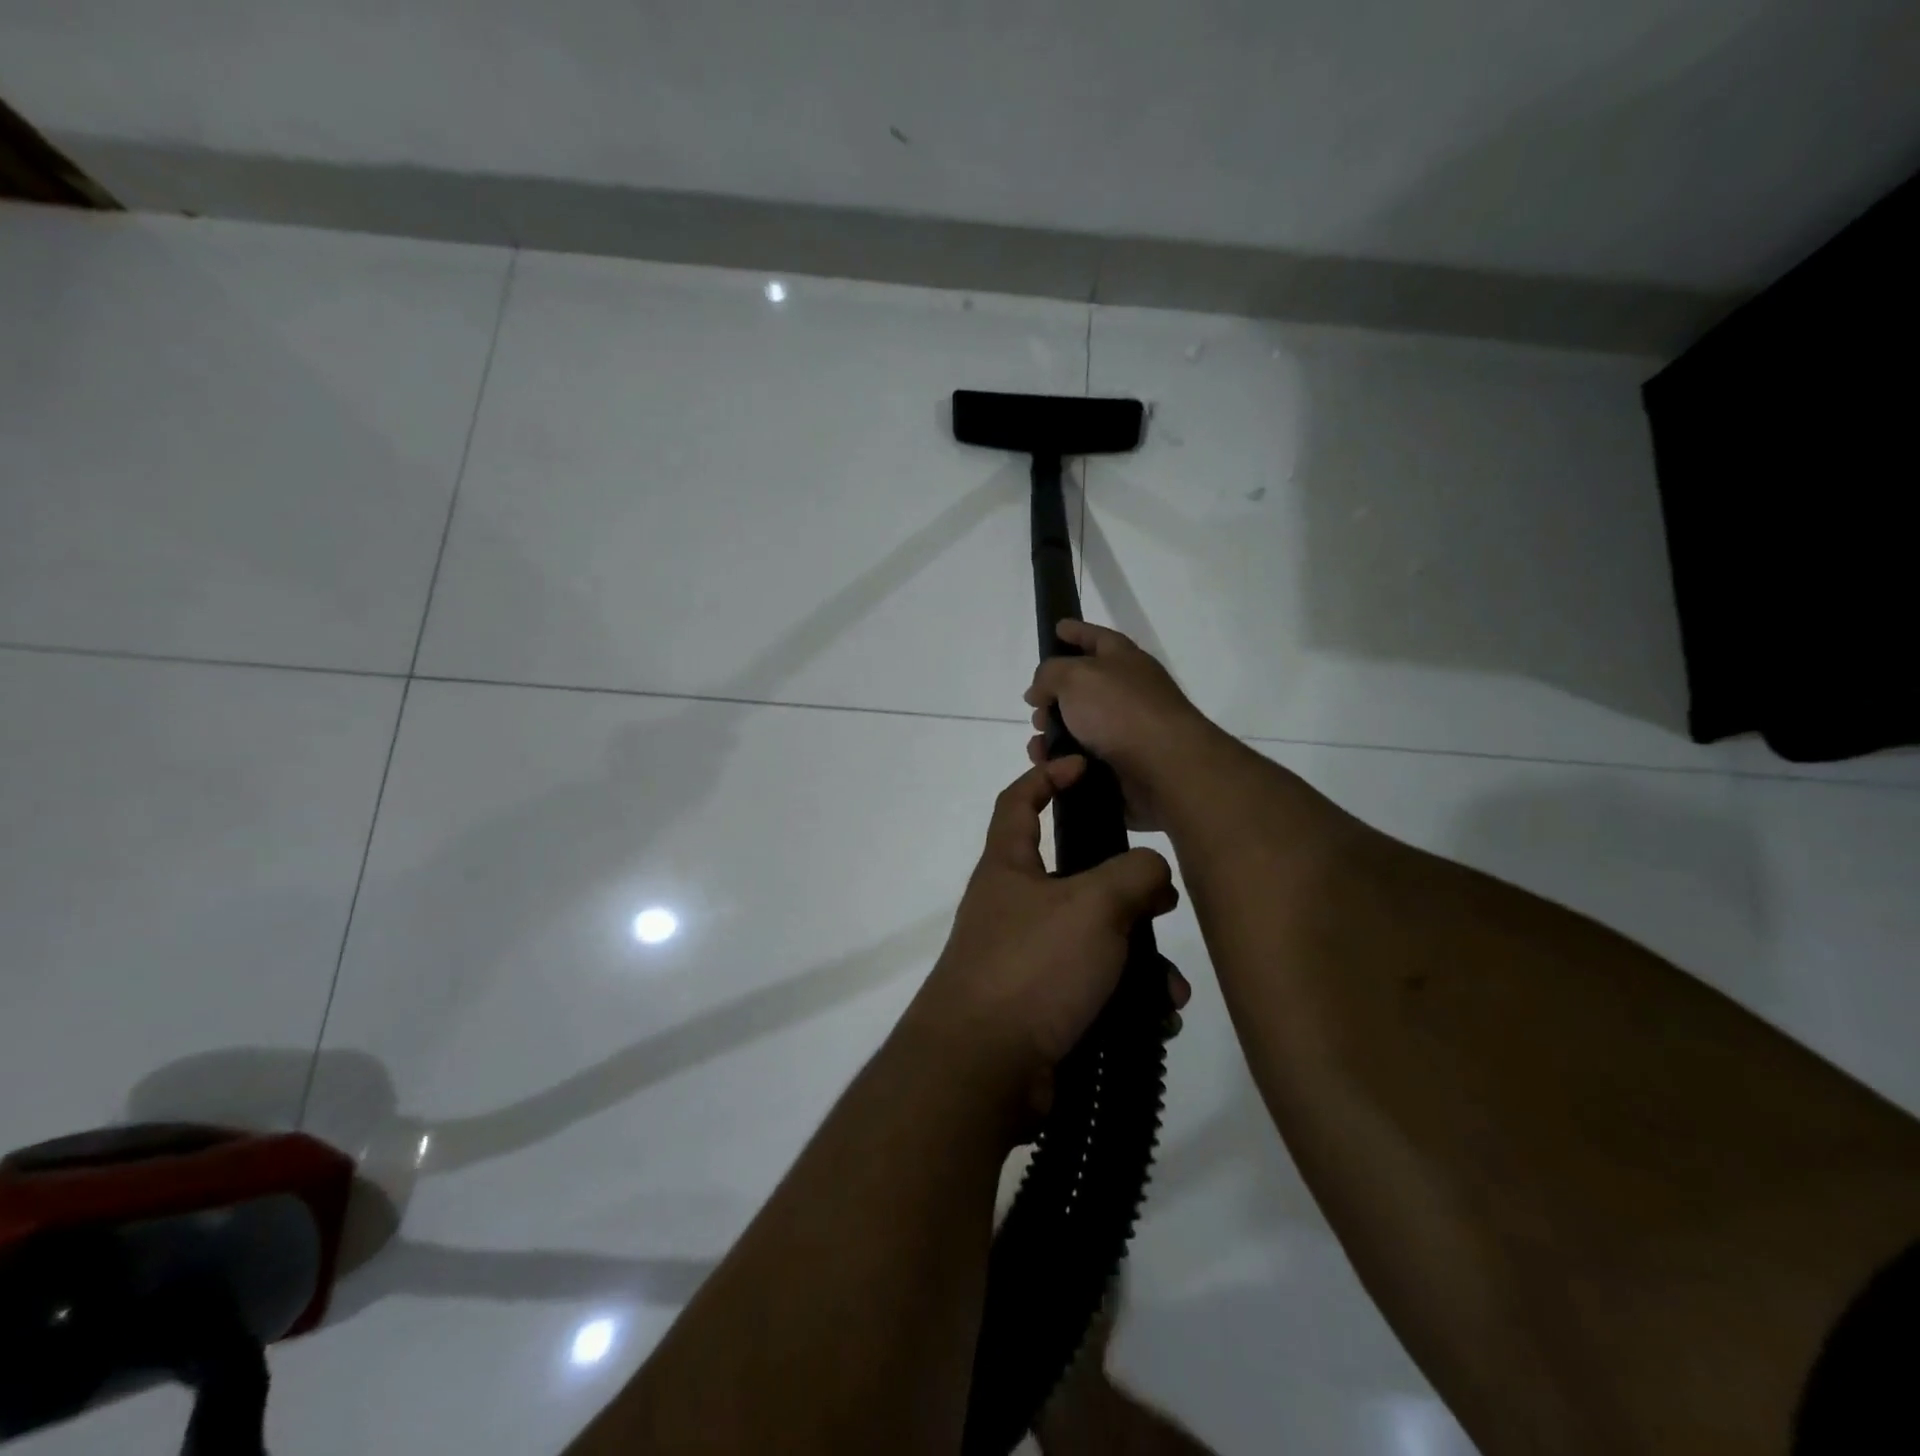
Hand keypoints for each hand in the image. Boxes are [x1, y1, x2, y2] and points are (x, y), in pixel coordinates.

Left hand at [906, 758, 1186, 1106]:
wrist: (981, 1071)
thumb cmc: (1032, 967)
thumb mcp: (1092, 906)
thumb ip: (1133, 875)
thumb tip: (1151, 872)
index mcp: (1008, 868)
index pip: (1018, 802)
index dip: (1046, 775)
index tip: (1083, 766)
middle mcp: (1013, 909)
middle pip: (1074, 878)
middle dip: (1125, 889)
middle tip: (1163, 901)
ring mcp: (1025, 961)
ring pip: (1094, 942)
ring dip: (1138, 959)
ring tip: (1169, 987)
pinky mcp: (1041, 1009)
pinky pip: (1093, 990)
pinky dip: (1126, 1000)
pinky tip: (1157, 1019)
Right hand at [1024, 620, 1221, 830]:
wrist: (1165, 768)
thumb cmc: (1120, 710)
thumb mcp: (1075, 677)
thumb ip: (1049, 674)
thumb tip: (1039, 691)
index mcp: (1123, 659)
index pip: (1096, 636)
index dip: (1075, 631)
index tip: (1056, 628)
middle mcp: (1128, 691)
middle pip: (1082, 686)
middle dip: (1053, 695)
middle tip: (1035, 707)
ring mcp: (1126, 729)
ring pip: (1078, 727)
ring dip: (1053, 733)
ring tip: (1039, 745)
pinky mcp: (1122, 764)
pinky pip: (1082, 759)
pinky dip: (1063, 762)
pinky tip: (1049, 766)